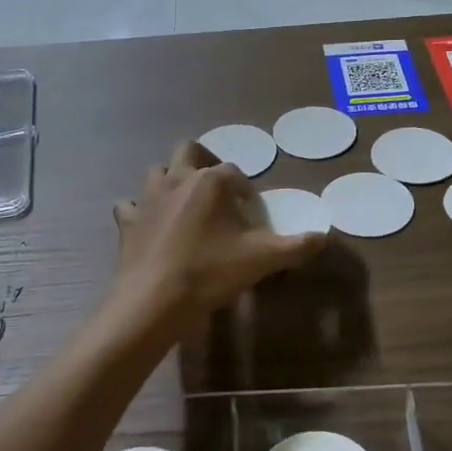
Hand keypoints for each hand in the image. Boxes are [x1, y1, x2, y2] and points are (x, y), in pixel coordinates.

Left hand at [112, 141, 326, 327]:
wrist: (154, 300)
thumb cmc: (210, 272)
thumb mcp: (262, 259)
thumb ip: (296, 246)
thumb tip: (324, 238)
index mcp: (210, 181)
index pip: (235, 172)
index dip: (246, 189)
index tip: (251, 210)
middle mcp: (177, 179)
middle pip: (189, 150)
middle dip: (204, 160)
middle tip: (216, 185)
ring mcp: (147, 198)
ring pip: (157, 171)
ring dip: (171, 179)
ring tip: (185, 202)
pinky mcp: (127, 221)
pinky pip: (130, 205)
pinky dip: (139, 210)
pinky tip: (149, 224)